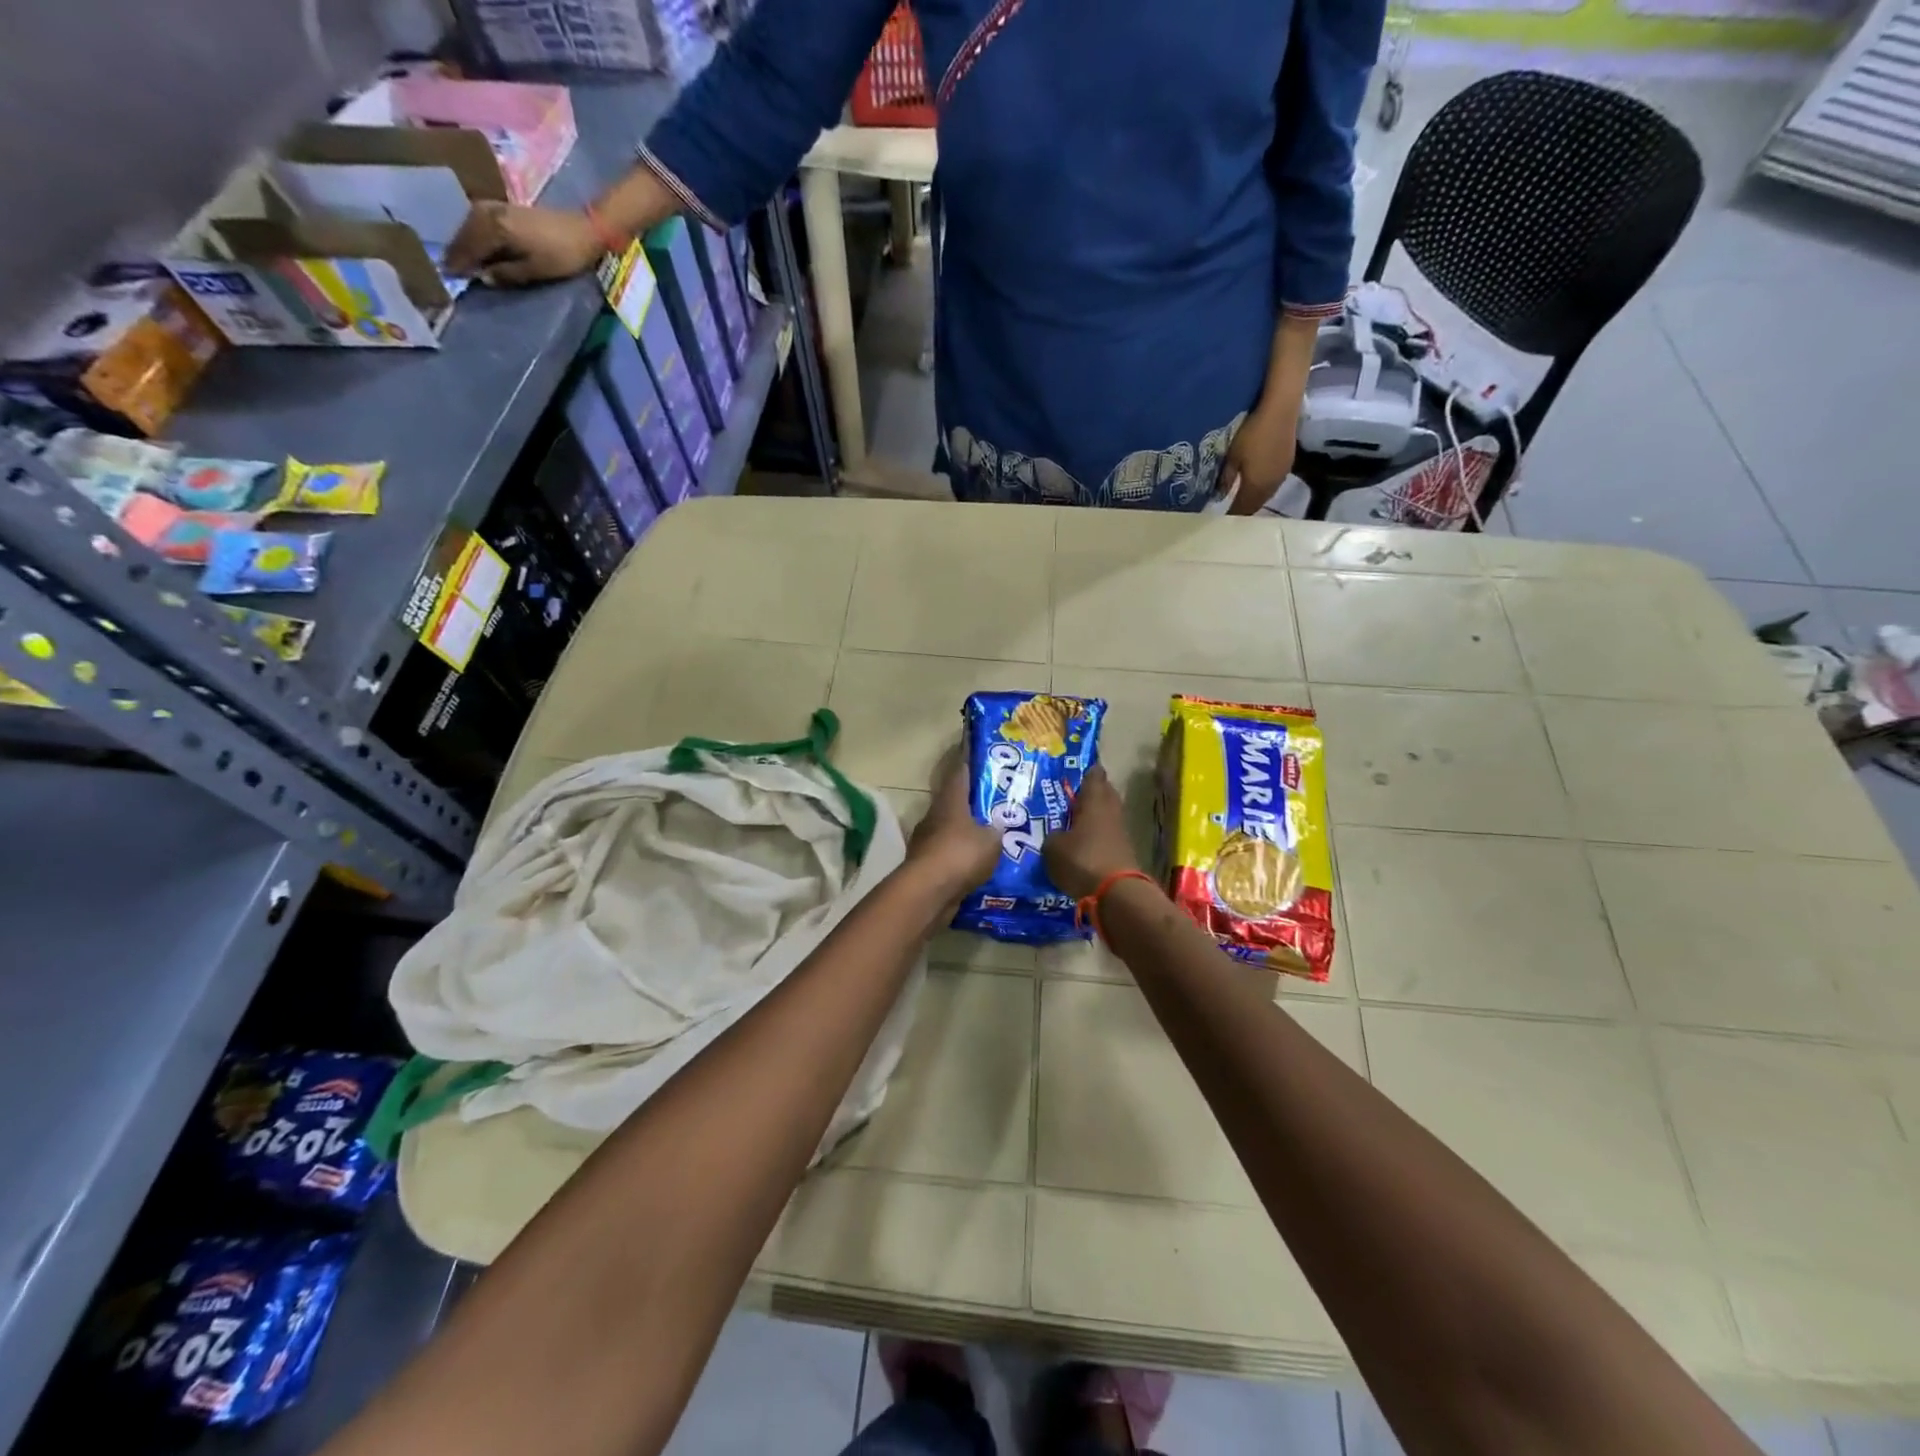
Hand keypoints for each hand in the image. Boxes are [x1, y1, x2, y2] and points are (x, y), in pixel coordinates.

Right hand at [445, 202, 605, 285]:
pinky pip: (480, 217)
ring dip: (464, 239)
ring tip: (460, 256)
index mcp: (495, 228)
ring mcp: (497, 206)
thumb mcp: (536, 270)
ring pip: (470, 223)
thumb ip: (508, 274)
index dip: (458, 261)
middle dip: (457, 249)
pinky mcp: (505, 207)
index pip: (469, 246)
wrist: (584, 229)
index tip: (447, 274)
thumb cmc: (563, 254)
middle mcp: (490, 212)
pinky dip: (474, 230)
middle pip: (466, 232)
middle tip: (449, 267)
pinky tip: (475, 241)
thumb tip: (482, 278)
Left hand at [907, 748, 1002, 898]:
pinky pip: (949, 856)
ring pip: (951, 831)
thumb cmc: (961, 854)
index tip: (977, 754)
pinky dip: (962, 858)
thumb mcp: (991, 840)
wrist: (929, 892)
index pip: (959, 773)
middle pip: (954, 803)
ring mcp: (927, 842)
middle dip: (972, 803)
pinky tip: (979, 865)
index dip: (968, 762)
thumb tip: (997, 827)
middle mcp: (935, 817)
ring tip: (991, 838)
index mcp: (950, 801)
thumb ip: (996, 830)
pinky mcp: (926, 865)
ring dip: (967, 833)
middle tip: (995, 804)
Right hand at [1042, 765, 1142, 900]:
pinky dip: (1096, 837)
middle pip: (1104, 794)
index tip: (1077, 771)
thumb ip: (1053, 835)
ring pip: (1106, 816)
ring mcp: (1121, 832)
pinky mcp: (1123, 852)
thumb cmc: (1082, 859)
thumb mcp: (1053, 847)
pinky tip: (1082, 846)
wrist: (1116, 893)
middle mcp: (1111, 811)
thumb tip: (1058, 835)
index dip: (1086, 772)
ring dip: (1093, 817)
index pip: (1094, 776)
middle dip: (1091, 794)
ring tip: (1072, 823)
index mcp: (1094, 800)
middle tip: (1072, 797)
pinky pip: (1107, 837)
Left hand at [1219, 399, 1298, 515]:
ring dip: (1254, 500)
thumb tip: (1220, 496)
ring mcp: (1282, 474)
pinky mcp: (1288, 463)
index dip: (1232, 515)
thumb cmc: (1252, 433)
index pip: (1243, 510)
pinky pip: (1272, 484)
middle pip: (1256, 505)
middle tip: (1230, 512)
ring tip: (1241, 500)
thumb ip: (1226, 479)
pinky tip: (1255, 484)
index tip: (1221, 520)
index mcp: (1256, 487)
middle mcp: (1272, 486)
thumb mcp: (1232, 456)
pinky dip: (1262, 489)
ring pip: (1266, 495)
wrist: (1281, 409)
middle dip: (1244, 510)